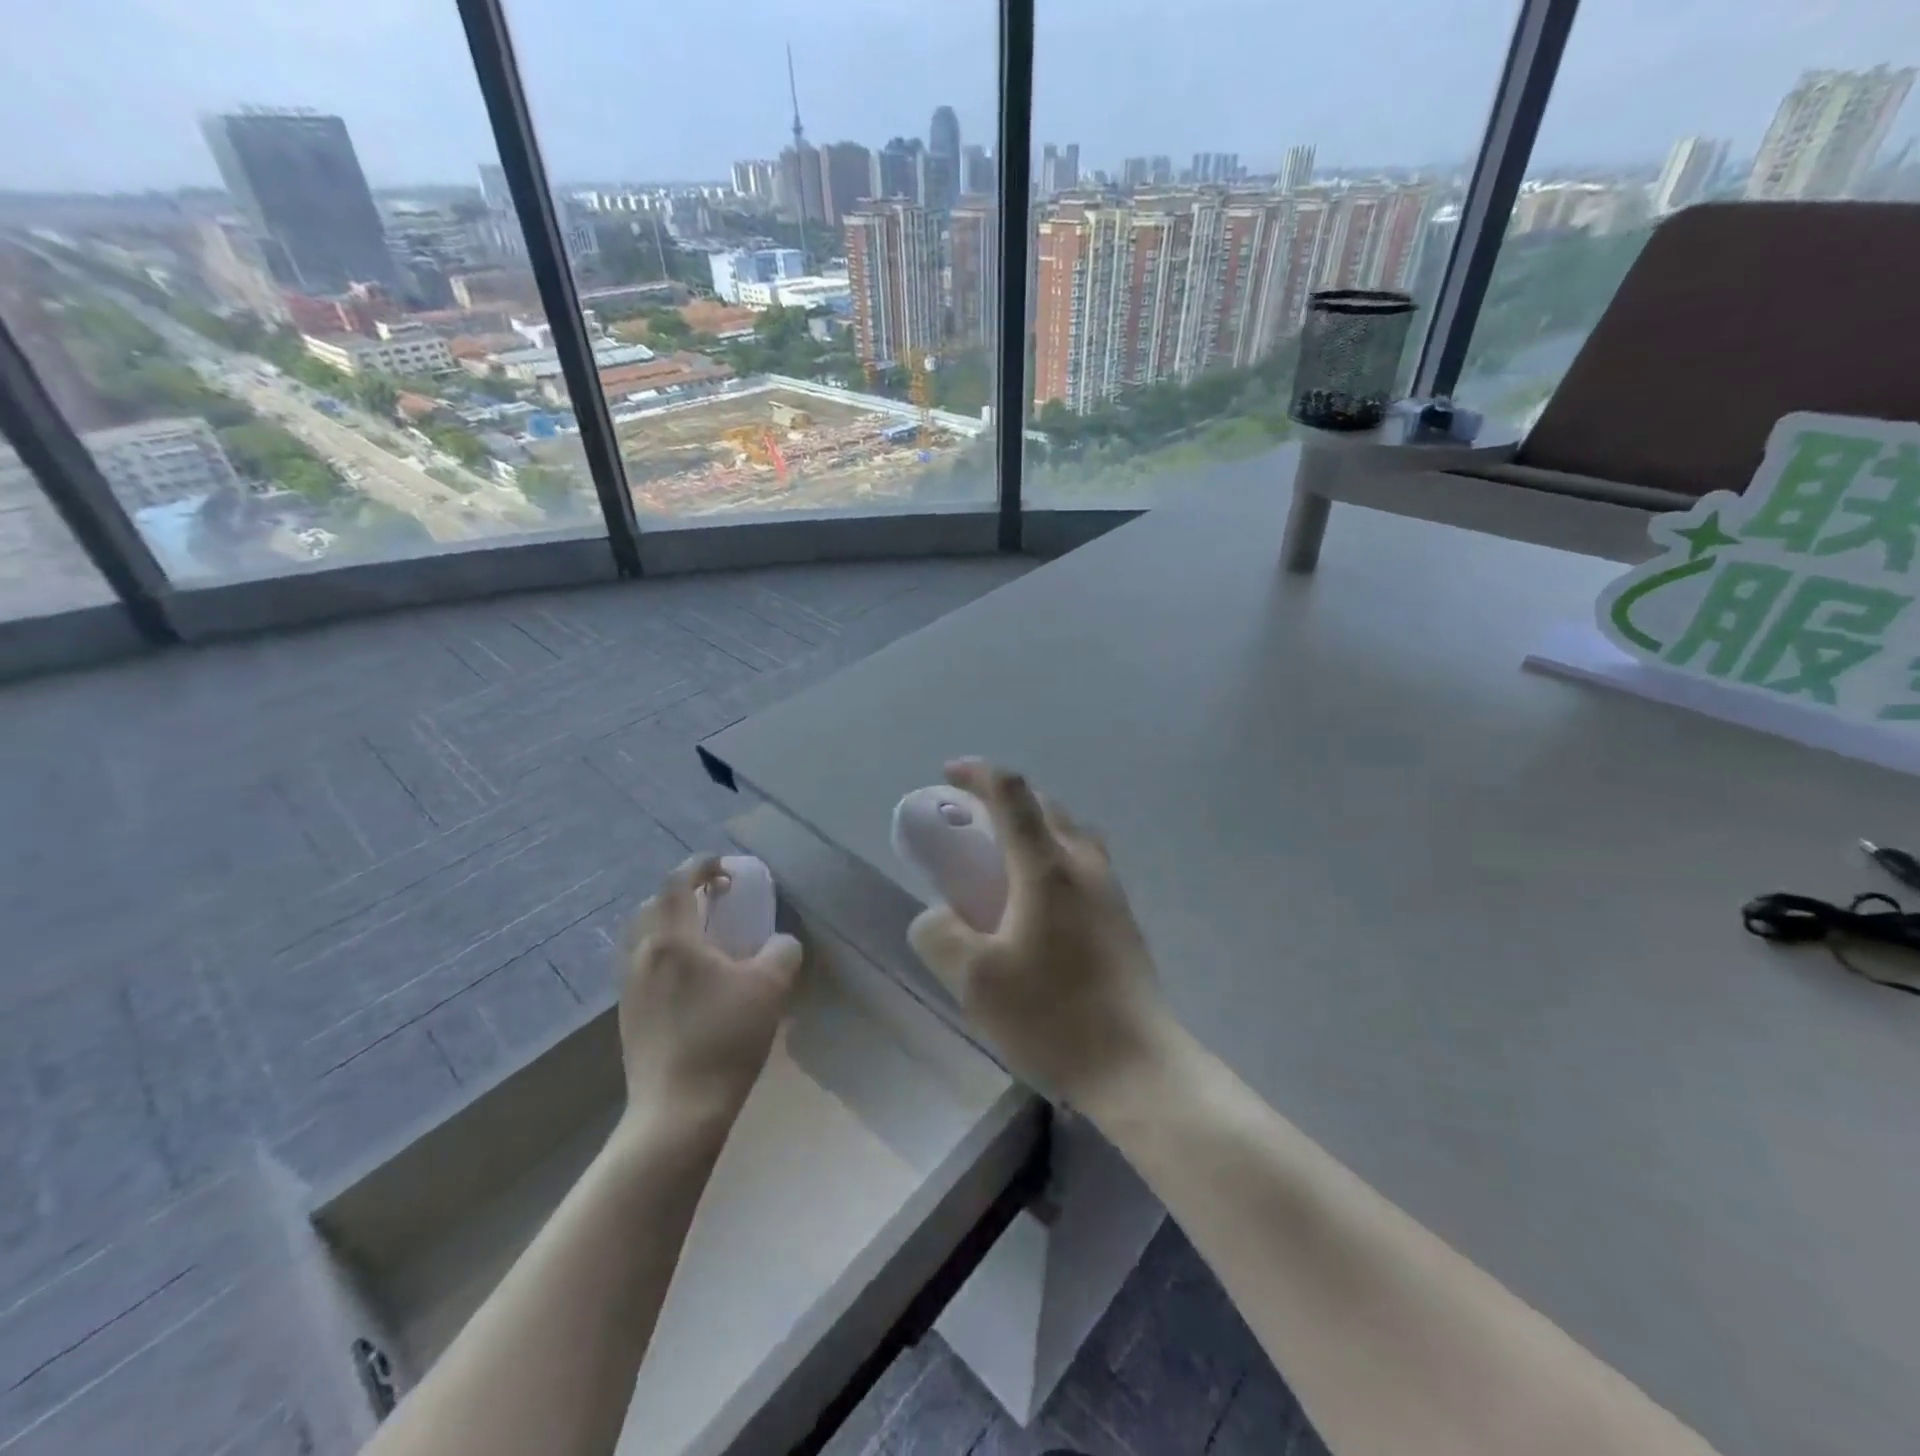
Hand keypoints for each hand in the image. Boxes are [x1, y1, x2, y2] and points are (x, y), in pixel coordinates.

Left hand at [618, 856, 801, 1128]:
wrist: (677, 1111)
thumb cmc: (724, 1038)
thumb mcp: (770, 987)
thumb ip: (781, 951)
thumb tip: (779, 943)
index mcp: (672, 939)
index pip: (678, 882)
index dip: (701, 865)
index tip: (725, 865)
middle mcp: (642, 955)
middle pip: (654, 904)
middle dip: (684, 892)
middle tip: (717, 898)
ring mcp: (629, 986)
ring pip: (643, 935)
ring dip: (670, 922)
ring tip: (703, 936)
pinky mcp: (628, 1014)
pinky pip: (642, 964)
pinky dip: (663, 951)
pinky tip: (691, 976)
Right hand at [908, 760, 1172, 1110]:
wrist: (1136, 1065)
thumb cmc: (1053, 1017)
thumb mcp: (974, 981)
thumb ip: (940, 936)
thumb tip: (935, 916)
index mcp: (1048, 867)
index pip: (1012, 794)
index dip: (978, 774)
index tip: (948, 775)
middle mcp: (1084, 865)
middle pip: (1045, 806)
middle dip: (1004, 799)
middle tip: (970, 822)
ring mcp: (1111, 890)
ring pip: (1070, 832)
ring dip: (1034, 827)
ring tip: (1003, 857)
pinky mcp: (1122, 917)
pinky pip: (1084, 862)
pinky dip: (1053, 856)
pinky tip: (1036, 902)